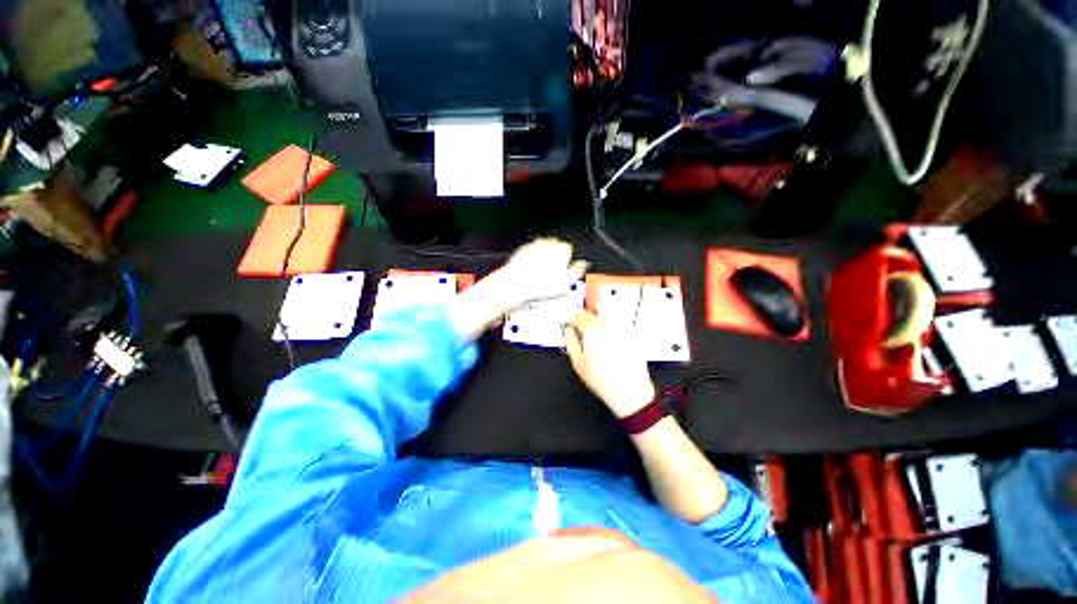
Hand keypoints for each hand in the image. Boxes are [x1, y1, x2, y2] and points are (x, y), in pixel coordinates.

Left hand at [496, 238, 588, 309]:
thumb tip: (582, 265)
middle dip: (556, 257)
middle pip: (556, 247)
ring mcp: (534, 245)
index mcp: (561, 249)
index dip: (568, 260)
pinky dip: (533, 260)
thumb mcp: (566, 282)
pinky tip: (532, 272)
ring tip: (542, 273)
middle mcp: (547, 243)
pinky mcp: (522, 250)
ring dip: (545, 257)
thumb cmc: (540, 284)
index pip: (569, 249)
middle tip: (554, 273)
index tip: (565, 269)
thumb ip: (577, 270)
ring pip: (543, 249)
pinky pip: (531, 252)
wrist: (516, 283)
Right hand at [565, 310, 655, 418]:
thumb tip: (568, 331)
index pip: (578, 317)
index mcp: (592, 332)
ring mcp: (621, 329)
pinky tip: (608, 341)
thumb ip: (570, 342)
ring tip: (594, 336)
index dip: (572, 319)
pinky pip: (616, 324)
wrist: (630, 391)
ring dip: (597, 321)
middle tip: (581, 328)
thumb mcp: (578, 363)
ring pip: (604, 317)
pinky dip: (609, 327)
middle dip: (584, 319)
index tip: (570, 323)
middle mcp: (608, 326)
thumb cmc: (602, 380)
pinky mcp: (631, 334)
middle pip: (592, 315)